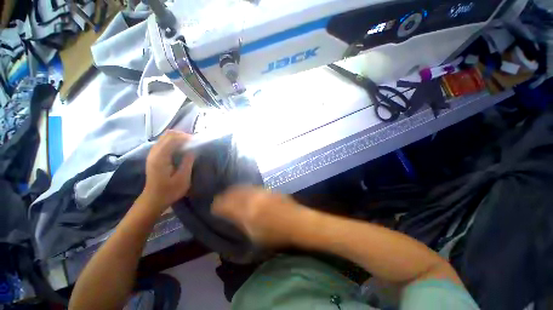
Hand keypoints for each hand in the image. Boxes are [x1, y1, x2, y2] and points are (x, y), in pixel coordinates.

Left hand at [140, 130, 194, 212]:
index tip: (197, 143)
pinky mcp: (154, 156)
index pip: (173, 138)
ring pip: (166, 137)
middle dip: (183, 135)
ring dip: (179, 138)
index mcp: (161, 157)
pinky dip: (174, 142)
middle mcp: (154, 152)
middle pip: (168, 134)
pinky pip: (164, 142)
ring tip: (190, 144)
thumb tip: (193, 149)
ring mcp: (153, 153)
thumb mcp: (183, 178)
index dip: (186, 138)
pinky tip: (182, 149)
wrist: (154, 199)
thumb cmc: (170, 191)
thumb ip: (188, 162)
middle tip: (194, 143)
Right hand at [212, 186, 307, 247]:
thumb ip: (241, 224)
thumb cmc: (276, 234)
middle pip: (233, 193)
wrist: (297, 221)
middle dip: (225, 196)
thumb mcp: (254, 236)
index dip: (217, 205)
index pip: (226, 205)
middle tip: (220, 199)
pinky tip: (245, 191)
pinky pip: (252, 187)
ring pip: (243, 187)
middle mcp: (252, 198)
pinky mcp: (268, 189)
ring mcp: (261, 192)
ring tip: (230, 193)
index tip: (213, 207)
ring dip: (234, 190)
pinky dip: (245, 189)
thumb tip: (231, 217)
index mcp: (247, 212)